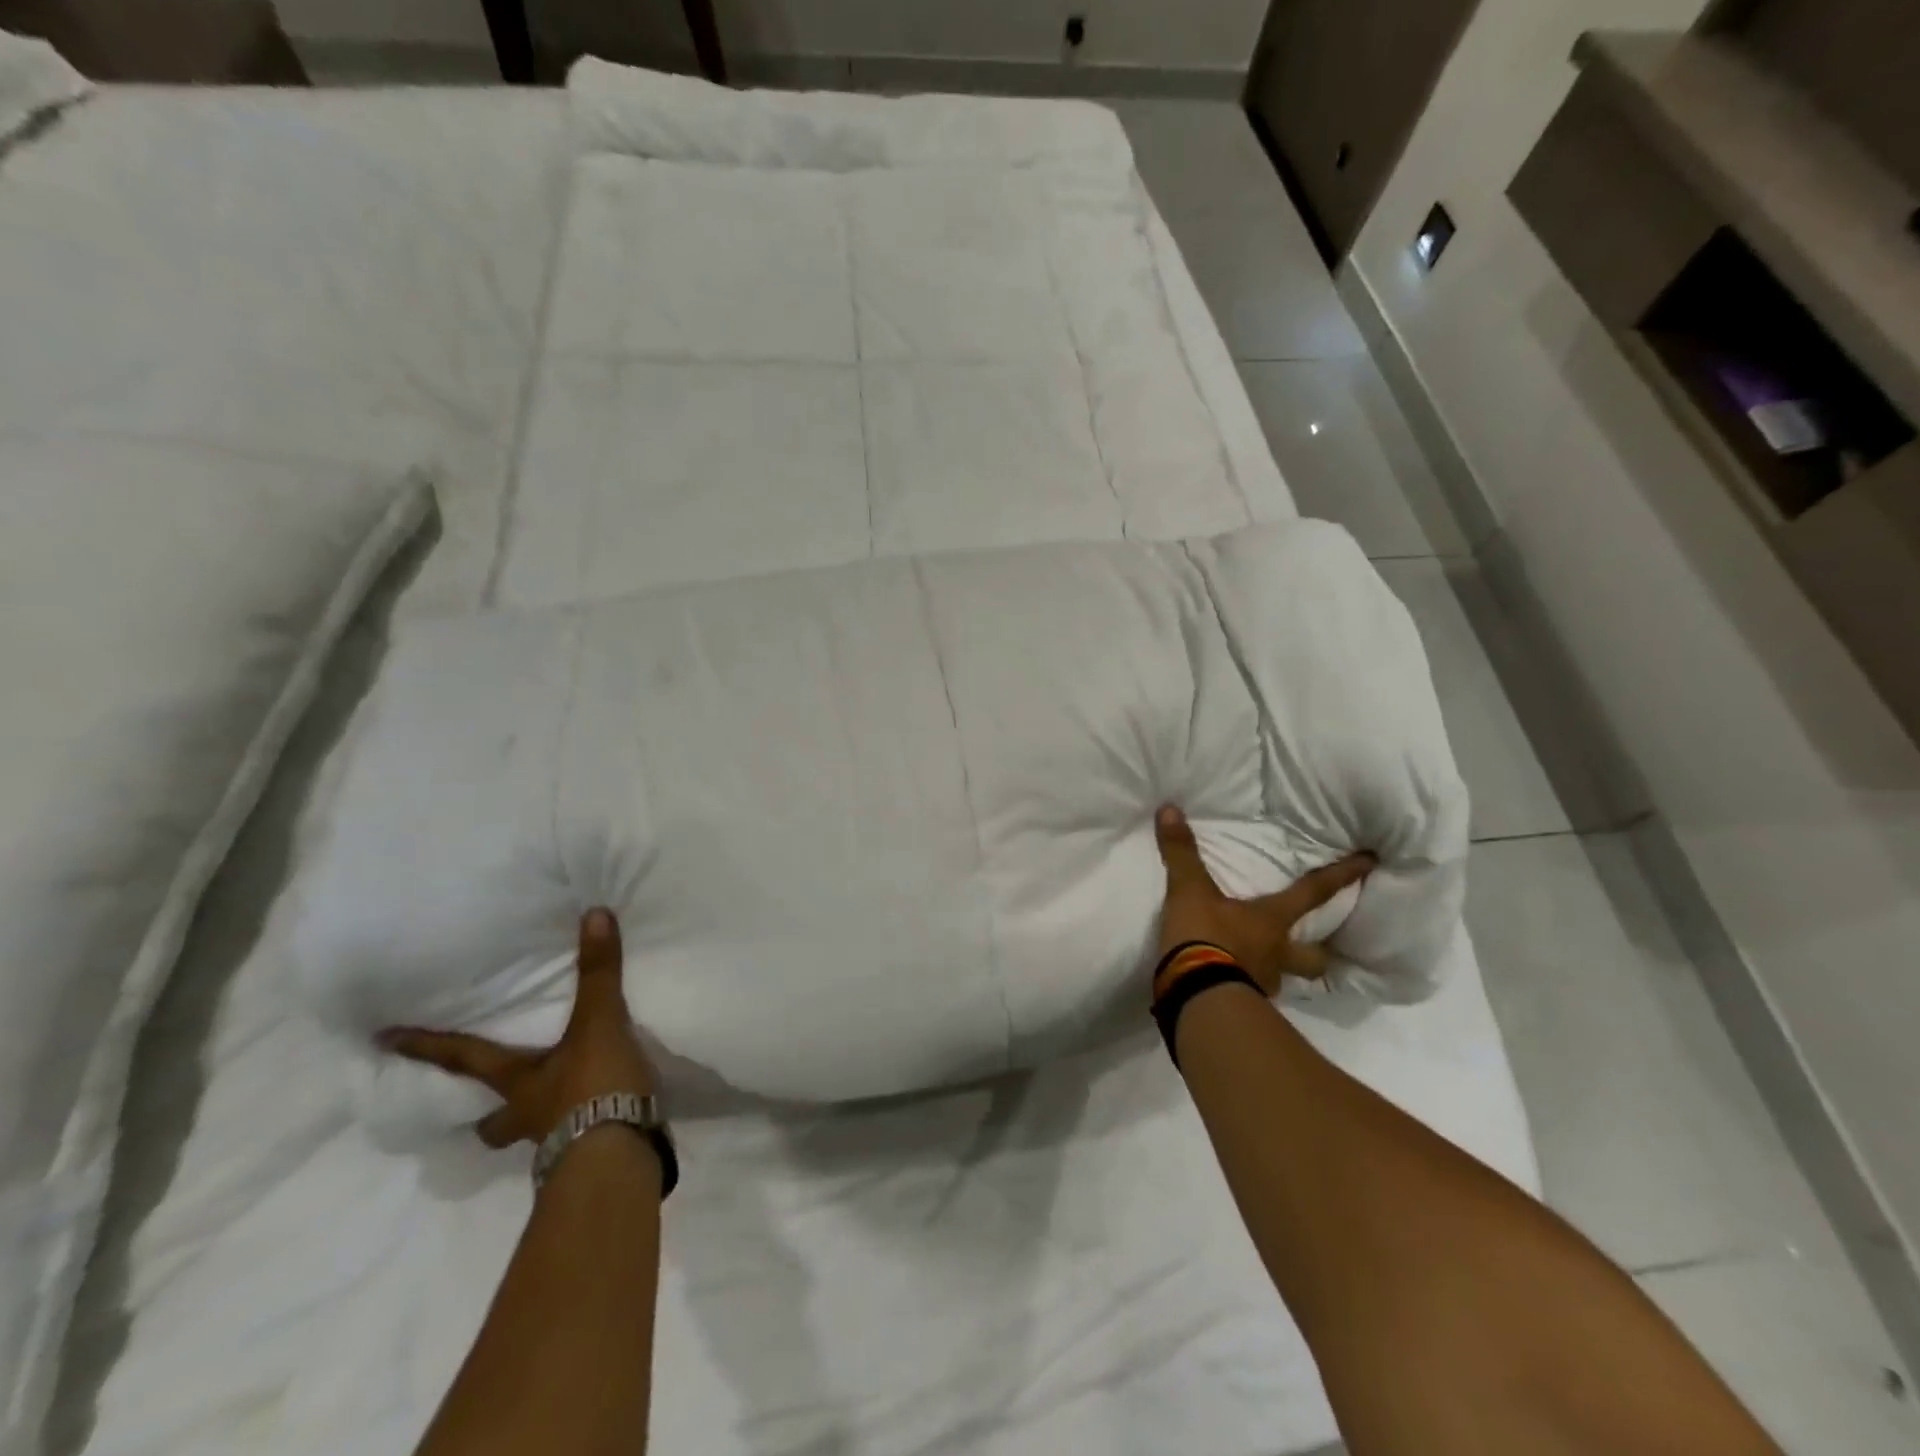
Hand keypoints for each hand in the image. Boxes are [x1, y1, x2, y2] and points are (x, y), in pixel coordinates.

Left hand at [381, 908, 654, 1148]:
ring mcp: (556, 1142)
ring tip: (554, 1106)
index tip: (383, 1041)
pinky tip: (603, 1116)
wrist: (620, 1156)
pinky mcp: (590, 1155)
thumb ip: (598, 972)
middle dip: (485, 1115)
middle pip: (491, 1121)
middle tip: (487, 1106)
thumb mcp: (599, 1023)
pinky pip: (575, 1139)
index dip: (427, 1048)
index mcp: (519, 1083)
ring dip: (534, 1123)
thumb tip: (593, 914)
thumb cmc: (594, 1087)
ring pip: (529, 1135)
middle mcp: (527, 1116)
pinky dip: (584, 1127)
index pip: (464, 1060)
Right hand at [1153, 805, 1374, 995]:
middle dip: (1319, 953)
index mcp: (1271, 920)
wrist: (1195, 996)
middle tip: (1317, 949)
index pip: (1314, 892)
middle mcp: (1276, 954)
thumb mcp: (1188, 890)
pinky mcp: (1241, 1007)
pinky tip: (1229, 984)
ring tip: (1262, 967)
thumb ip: (1181, 852)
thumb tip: (1169, 808)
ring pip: (1283, 979)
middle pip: (1314, 957)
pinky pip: (1250, 996)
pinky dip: (1244, 989)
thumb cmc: (1204, 937)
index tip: (1372, 862)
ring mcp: (1262, 984)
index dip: (1343, 875)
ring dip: (1278, 972)